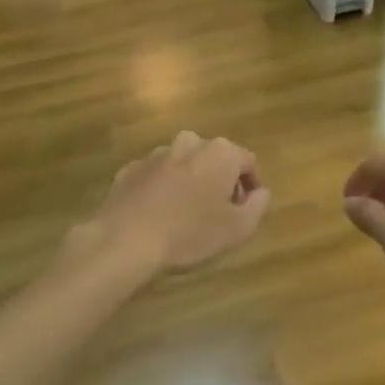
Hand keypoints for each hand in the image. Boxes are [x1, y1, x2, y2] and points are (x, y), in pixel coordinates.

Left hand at [84, 131, 269, 274]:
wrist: (125, 241)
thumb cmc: (190, 234)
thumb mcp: (238, 229)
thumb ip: (258, 206)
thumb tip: (260, 193)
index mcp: (220, 153)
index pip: (247, 162)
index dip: (251, 186)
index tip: (244, 210)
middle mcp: (188, 143)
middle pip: (215, 159)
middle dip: (220, 181)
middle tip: (217, 213)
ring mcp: (155, 155)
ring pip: (184, 165)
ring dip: (190, 184)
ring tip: (185, 217)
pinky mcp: (129, 170)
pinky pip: (156, 177)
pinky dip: (162, 191)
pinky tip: (158, 217)